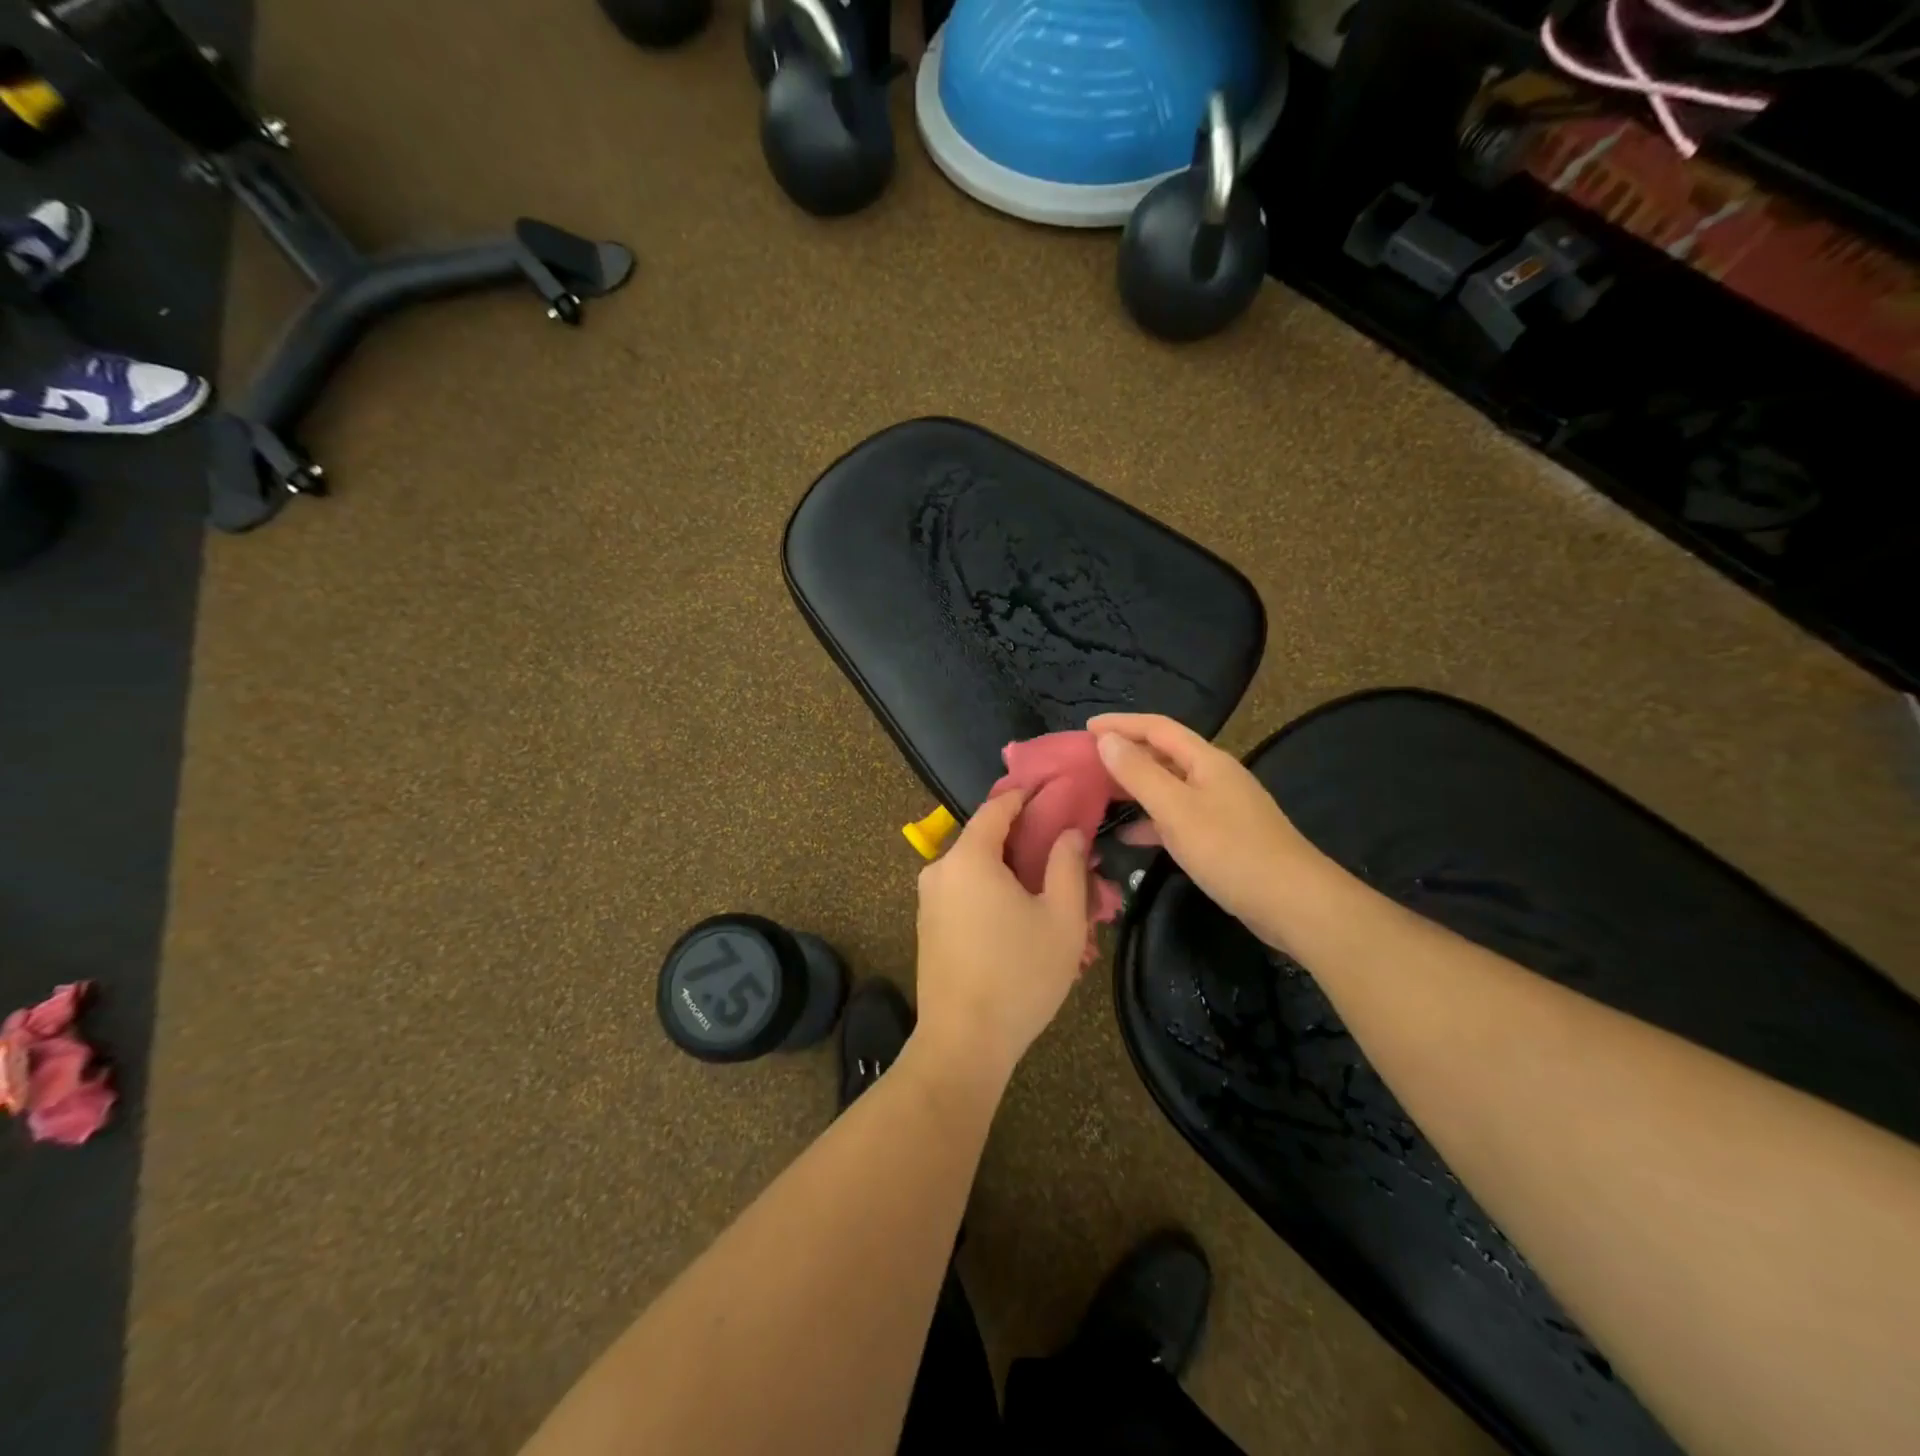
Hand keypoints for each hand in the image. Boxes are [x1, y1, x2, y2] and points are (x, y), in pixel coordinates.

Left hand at [912, 790, 1090, 1083]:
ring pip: (976, 871)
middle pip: (985, 840)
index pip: (997, 809)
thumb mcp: (1061, 918)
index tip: (1052, 791)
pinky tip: (1019, 919)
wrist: (963, 1043)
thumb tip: (1069, 833)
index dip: (1025, 797)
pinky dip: (991, 894)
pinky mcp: (928, 928)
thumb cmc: (1019, 974)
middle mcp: (940, 870)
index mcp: (968, 858)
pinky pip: (964, 894)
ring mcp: (929, 901)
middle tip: (1063, 853)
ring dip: (1009, 873)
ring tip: (1048, 892)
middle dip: (1024, 842)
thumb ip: (1068, 866)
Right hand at [1089, 713, 1325, 949]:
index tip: (1085, 728)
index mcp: (1206, 761)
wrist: (1293, 902)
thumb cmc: (1231, 850)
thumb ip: (1139, 774)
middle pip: (1164, 754)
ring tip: (1100, 795)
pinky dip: (1152, 821)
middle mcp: (1214, 776)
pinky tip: (1129, 837)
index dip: (1121, 724)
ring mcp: (1221, 807)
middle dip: (1126, 754)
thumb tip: (1106, 740)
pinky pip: (1178, 817)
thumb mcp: (1176, 810)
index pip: (1157, 728)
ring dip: (1136, 787)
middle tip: (1087, 762)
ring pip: (1169, 787)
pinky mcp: (1223, 837)